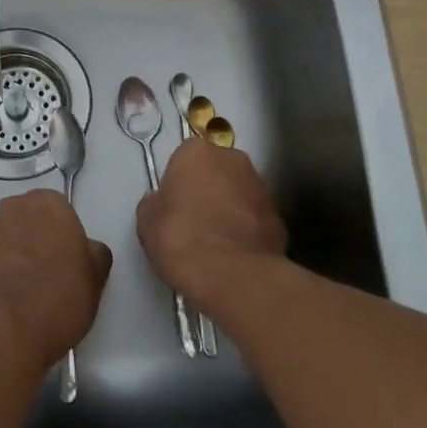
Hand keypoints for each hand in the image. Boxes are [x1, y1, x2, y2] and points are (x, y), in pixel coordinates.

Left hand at [0, 190, 113, 367]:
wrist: (6, 330)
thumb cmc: (59, 297)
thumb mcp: (95, 278)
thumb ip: (94, 254)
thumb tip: (88, 250)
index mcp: (47, 204)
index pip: (59, 211)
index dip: (64, 236)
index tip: (68, 261)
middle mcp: (11, 209)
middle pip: (27, 220)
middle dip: (35, 240)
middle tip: (47, 275)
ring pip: (3, 240)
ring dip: (11, 256)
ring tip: (22, 294)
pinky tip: (2, 304)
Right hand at [136, 139, 286, 305]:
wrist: (234, 276)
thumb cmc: (181, 238)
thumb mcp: (146, 220)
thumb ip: (156, 202)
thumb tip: (164, 203)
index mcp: (197, 151)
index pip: (183, 158)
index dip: (177, 182)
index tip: (172, 206)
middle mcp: (233, 159)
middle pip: (215, 170)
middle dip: (207, 189)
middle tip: (193, 220)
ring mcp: (261, 187)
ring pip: (238, 193)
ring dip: (228, 208)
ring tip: (215, 242)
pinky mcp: (279, 217)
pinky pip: (254, 218)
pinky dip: (245, 230)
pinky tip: (234, 254)